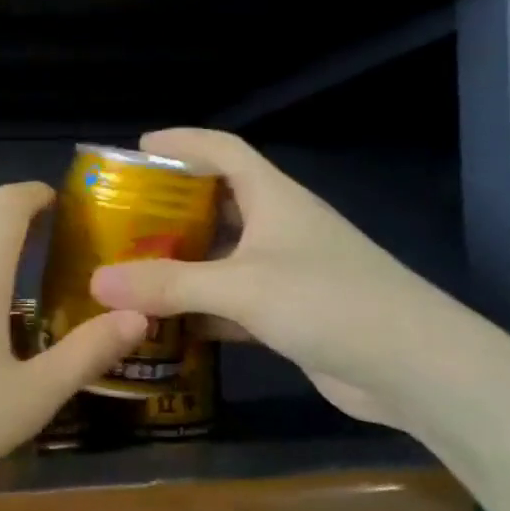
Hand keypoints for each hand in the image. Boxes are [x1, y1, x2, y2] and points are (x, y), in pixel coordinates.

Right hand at [88, 129, 461, 427]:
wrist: (412, 367)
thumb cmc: (329, 302)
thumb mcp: (241, 287)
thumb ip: (168, 284)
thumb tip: (96, 281)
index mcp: (274, 198)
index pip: (223, 151)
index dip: (181, 143)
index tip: (135, 149)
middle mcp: (279, 228)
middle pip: (216, 203)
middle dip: (169, 208)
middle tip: (118, 219)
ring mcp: (284, 273)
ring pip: (220, 257)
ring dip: (179, 264)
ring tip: (128, 269)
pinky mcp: (286, 314)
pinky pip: (229, 302)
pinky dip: (198, 308)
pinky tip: (163, 323)